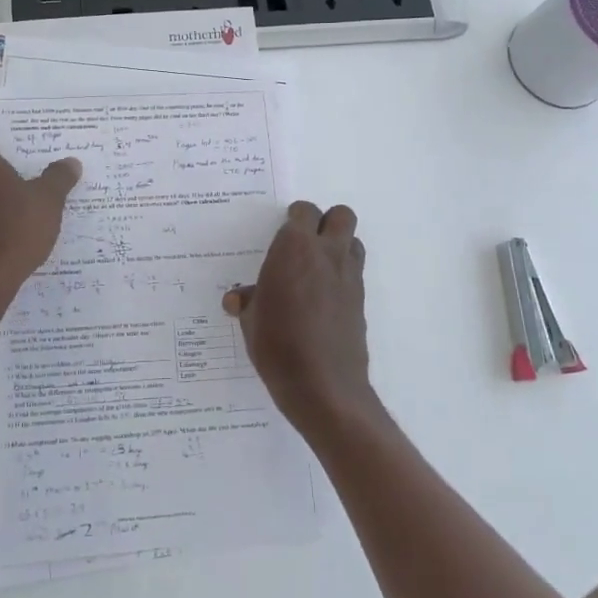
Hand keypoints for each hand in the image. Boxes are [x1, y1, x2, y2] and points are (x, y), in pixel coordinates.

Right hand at [224, 201, 375, 435]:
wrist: (323, 385)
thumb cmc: (277, 345)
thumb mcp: (251, 322)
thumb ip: (247, 302)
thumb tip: (237, 298)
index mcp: (294, 249)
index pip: (303, 212)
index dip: (294, 219)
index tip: (282, 234)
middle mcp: (326, 254)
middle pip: (341, 216)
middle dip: (325, 222)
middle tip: (304, 243)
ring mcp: (348, 277)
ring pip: (353, 241)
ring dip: (338, 246)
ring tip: (316, 269)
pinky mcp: (360, 301)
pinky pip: (354, 273)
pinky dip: (341, 276)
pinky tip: (323, 300)